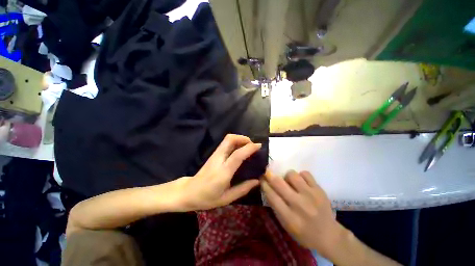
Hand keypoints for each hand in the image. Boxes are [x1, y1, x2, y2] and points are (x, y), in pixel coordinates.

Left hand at [179, 134, 260, 210]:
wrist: (188, 192)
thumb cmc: (207, 198)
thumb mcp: (227, 198)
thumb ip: (243, 189)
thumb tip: (257, 181)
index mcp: (223, 172)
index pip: (237, 155)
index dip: (249, 148)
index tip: (259, 146)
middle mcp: (218, 159)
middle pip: (230, 139)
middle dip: (243, 138)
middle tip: (252, 145)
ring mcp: (215, 155)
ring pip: (227, 139)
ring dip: (239, 139)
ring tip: (248, 146)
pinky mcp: (213, 154)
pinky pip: (225, 143)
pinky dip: (235, 142)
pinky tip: (239, 149)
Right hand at [262, 170, 344, 258]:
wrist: (329, 235)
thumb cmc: (304, 233)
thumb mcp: (286, 225)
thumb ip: (275, 207)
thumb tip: (267, 187)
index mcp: (290, 218)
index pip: (272, 196)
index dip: (264, 185)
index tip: (261, 179)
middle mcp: (299, 205)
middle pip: (279, 183)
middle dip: (270, 175)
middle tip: (268, 173)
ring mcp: (311, 196)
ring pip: (292, 174)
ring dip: (287, 177)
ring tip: (290, 182)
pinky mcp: (319, 189)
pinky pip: (305, 173)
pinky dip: (301, 176)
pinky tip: (301, 183)